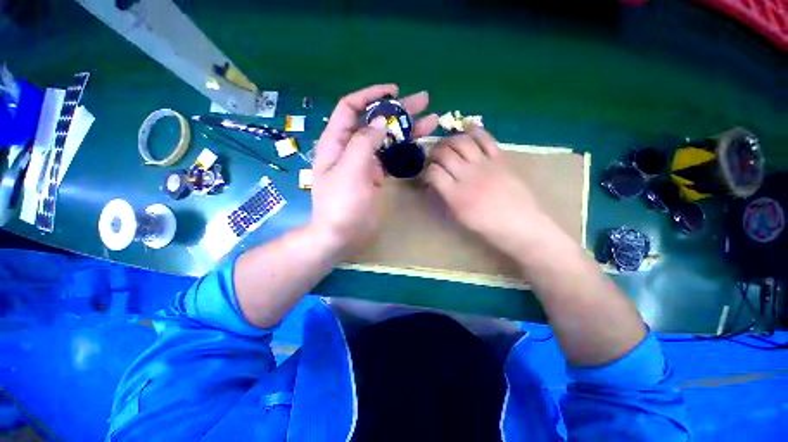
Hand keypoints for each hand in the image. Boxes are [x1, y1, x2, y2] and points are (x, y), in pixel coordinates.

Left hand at [311, 84, 437, 255]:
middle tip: (424, 102)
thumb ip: (363, 143)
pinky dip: (404, 151)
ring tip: (431, 122)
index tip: (394, 92)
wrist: (342, 235)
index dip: (370, 96)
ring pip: (386, 140)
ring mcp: (364, 163)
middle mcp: (350, 148)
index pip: (351, 108)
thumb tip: (379, 122)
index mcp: (336, 142)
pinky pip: (390, 158)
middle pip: (374, 122)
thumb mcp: (349, 171)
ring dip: (407, 130)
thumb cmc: (341, 204)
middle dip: (398, 111)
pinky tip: (419, 146)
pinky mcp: (375, 176)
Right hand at [425, 128, 550, 256]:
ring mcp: (485, 164)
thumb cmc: (486, 225)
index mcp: (456, 195)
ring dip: (450, 140)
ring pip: (462, 141)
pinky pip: (485, 138)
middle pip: (445, 153)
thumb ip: (444, 198)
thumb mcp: (458, 217)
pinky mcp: (500, 158)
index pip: (434, 172)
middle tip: (434, 157)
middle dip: (434, 152)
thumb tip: (434, 184)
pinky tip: (468, 135)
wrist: (520, 223)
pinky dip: (474, 132)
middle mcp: (468, 176)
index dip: (427, 170)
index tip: (428, 174)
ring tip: (448, 145)